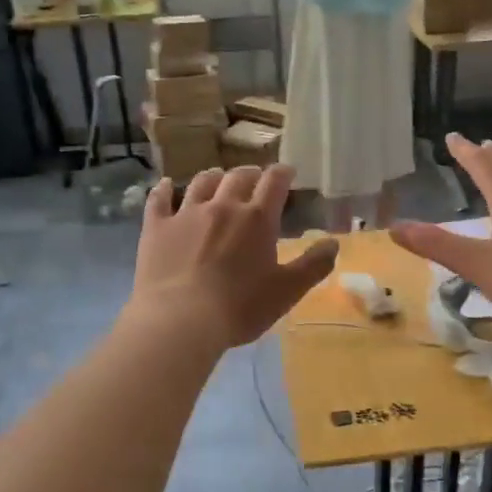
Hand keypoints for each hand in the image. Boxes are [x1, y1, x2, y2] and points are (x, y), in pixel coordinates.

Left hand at [130, 165, 337, 349]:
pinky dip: (164, 189)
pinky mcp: (156, 227)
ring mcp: (186, 213)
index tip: (287, 171)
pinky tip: (166, 185)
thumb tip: (334, 242)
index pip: (274, 183)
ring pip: (202, 182)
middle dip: (250, 173)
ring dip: (213, 176)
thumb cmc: (240, 307)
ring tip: (217, 176)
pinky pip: (159, 199)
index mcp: (257, 218)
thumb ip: (313, 265)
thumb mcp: (287, 291)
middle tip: (254, 177)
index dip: (282, 173)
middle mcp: (222, 206)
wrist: (180, 320)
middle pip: (238, 177)